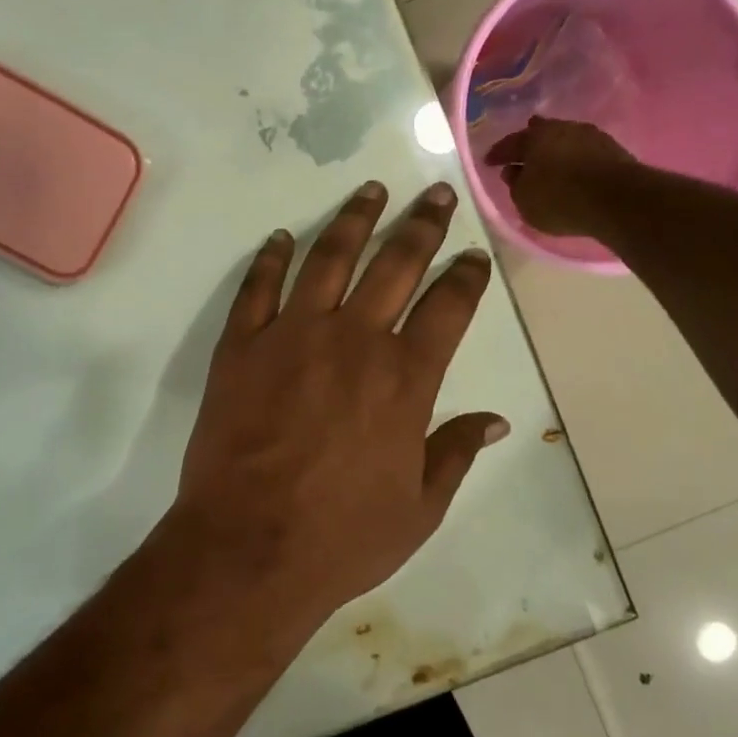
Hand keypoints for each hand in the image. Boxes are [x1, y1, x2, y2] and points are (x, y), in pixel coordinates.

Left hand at [165, 180, 507, 635]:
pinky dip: (272, 258)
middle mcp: (354, 341)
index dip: (465, 275)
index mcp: (405, 379)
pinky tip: (283, 237)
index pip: (448, 307)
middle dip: (421, 225)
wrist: (248, 546)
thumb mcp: (419, 508)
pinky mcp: (241, 346)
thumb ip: (455, 453)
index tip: (473, 253)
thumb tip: (496, 421)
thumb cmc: (341, 537)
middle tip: (435, 194)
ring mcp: (292, 336)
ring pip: (329, 259)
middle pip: (395, 265)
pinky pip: (258, 287)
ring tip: (370, 191)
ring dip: (353, 220)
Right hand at [483, 116, 634, 237]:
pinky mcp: (612, 148)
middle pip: (539, 133)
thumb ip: (515, 184)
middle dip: (528, 143)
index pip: (508, 144)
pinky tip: (573, 168)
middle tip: (521, 154)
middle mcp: (561, 128)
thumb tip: (512, 171)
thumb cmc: (560, 200)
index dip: (497, 154)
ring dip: (555, 149)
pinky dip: (574, 157)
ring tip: (549, 162)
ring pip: (564, 139)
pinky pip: (583, 150)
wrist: (618, 199)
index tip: (488, 162)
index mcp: (533, 138)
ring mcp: (589, 135)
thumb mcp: (524, 200)